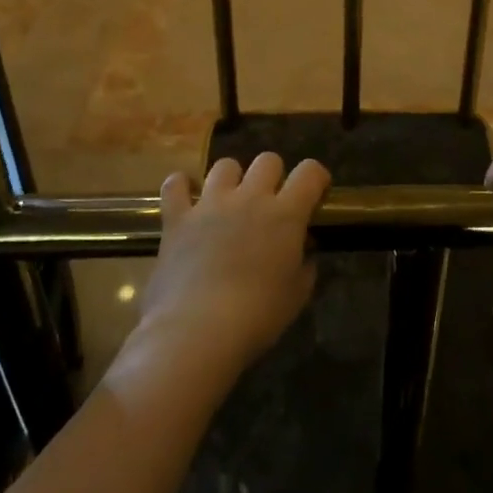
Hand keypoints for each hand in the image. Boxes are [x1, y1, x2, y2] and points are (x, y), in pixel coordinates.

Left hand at [133, 153, 330, 380]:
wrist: (197, 332)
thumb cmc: (256, 316)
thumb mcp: (296, 296)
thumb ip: (304, 267)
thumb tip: (304, 253)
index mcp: (285, 214)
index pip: (310, 172)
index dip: (316, 176)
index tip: (316, 191)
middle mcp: (250, 197)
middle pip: (268, 160)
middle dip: (273, 175)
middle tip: (270, 201)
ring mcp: (211, 204)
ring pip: (225, 166)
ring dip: (232, 178)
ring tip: (229, 200)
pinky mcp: (178, 218)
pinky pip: (175, 185)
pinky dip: (180, 186)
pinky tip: (186, 197)